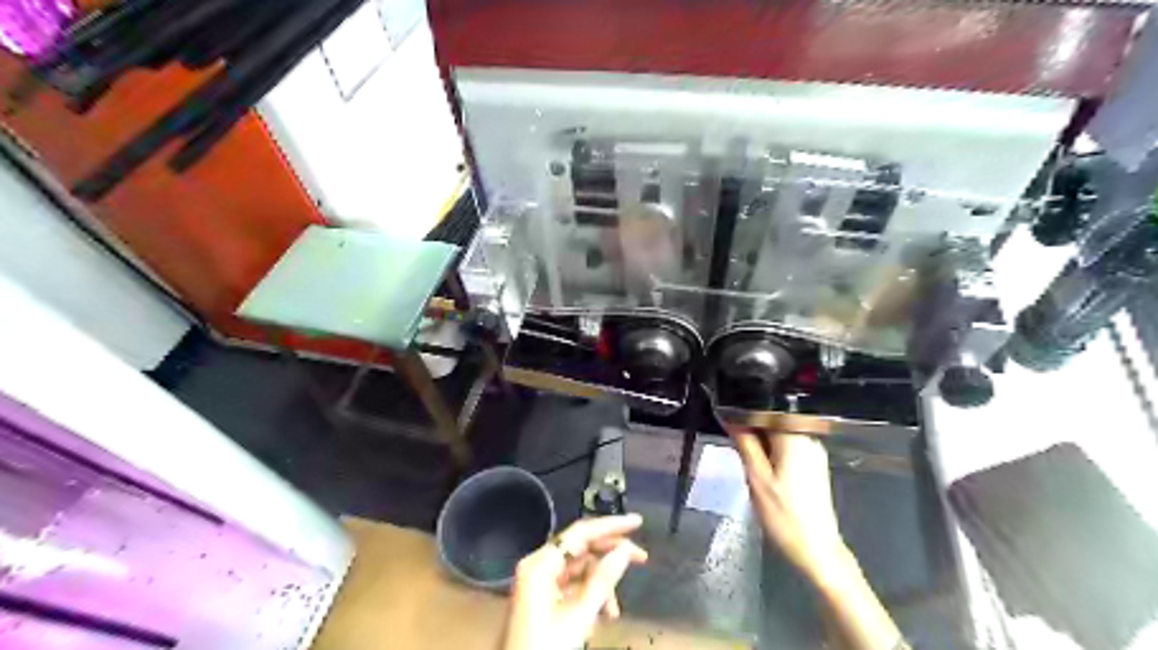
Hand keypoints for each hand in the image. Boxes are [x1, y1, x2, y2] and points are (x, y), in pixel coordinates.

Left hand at [500, 513, 647, 649]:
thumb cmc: (545, 647)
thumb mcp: (578, 616)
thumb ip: (602, 580)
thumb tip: (623, 551)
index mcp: (540, 563)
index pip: (581, 533)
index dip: (611, 526)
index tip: (637, 522)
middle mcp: (538, 566)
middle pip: (581, 548)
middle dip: (610, 556)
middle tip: (642, 558)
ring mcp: (540, 583)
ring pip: (580, 570)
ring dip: (601, 585)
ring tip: (614, 610)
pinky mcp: (543, 599)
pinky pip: (572, 587)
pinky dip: (589, 597)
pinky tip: (601, 617)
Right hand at [733, 426, 848, 577]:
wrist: (817, 550)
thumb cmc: (784, 515)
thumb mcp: (756, 478)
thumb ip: (745, 444)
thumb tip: (731, 417)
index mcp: (795, 437)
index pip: (766, 409)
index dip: (744, 411)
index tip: (726, 418)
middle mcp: (808, 439)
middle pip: (773, 420)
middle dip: (752, 428)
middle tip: (734, 444)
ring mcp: (813, 452)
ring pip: (778, 435)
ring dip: (760, 442)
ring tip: (747, 459)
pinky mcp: (813, 465)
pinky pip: (787, 447)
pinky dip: (771, 452)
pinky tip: (762, 470)